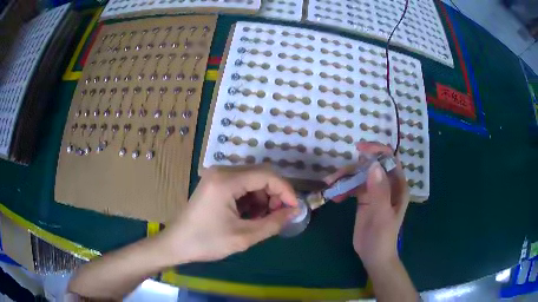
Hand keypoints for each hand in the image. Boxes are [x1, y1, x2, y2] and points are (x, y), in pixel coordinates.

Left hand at [160, 165, 298, 262]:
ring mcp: (216, 176)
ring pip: (252, 180)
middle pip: (260, 175)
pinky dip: (251, 199)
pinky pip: (241, 186)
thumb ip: (272, 223)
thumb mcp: (243, 236)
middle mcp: (221, 171)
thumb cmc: (206, 242)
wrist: (176, 244)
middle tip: (280, 216)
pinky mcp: (215, 184)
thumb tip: (294, 212)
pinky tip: (251, 215)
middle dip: (275, 194)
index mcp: (226, 181)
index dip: (285, 190)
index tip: (294, 208)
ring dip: (263, 198)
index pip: (266, 175)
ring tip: (264, 219)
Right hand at [324, 142, 408, 267]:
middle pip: (371, 166)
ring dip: (345, 178)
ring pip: (360, 176)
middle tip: (336, 176)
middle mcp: (387, 185)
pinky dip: (343, 188)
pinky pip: (353, 187)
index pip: (390, 160)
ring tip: (330, 186)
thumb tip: (373, 165)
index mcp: (397, 186)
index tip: (360, 150)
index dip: (377, 151)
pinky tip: (335, 197)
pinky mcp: (364, 199)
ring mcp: (375, 192)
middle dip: (354, 168)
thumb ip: (379, 191)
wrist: (373, 256)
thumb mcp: (382, 215)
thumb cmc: (383, 237)